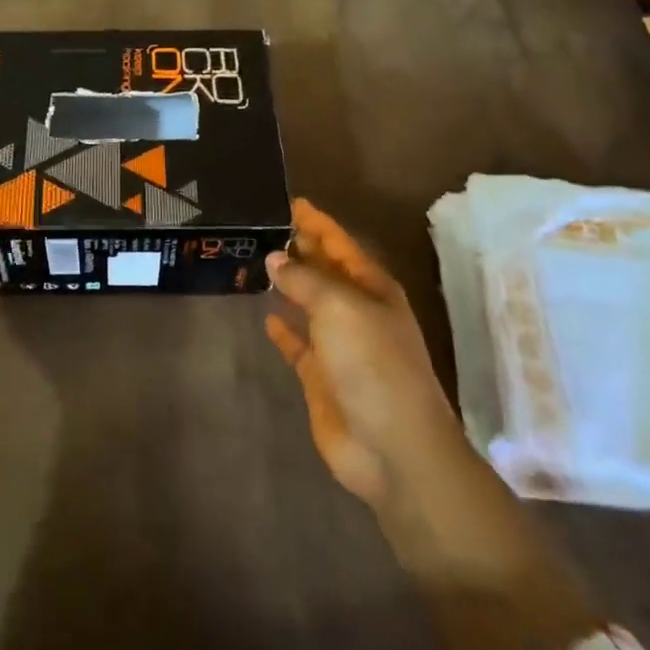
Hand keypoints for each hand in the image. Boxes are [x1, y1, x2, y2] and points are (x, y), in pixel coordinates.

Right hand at [264, 199, 461, 514]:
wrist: (392, 447)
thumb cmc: (372, 363)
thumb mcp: (339, 308)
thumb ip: (304, 280)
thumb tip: (276, 258)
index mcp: (372, 288)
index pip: (339, 244)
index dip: (316, 223)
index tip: (290, 202)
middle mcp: (357, 311)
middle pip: (325, 271)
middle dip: (301, 249)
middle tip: (264, 226)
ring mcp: (340, 346)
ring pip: (309, 304)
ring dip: (289, 286)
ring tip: (256, 263)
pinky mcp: (322, 378)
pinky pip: (299, 344)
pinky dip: (285, 330)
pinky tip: (266, 317)